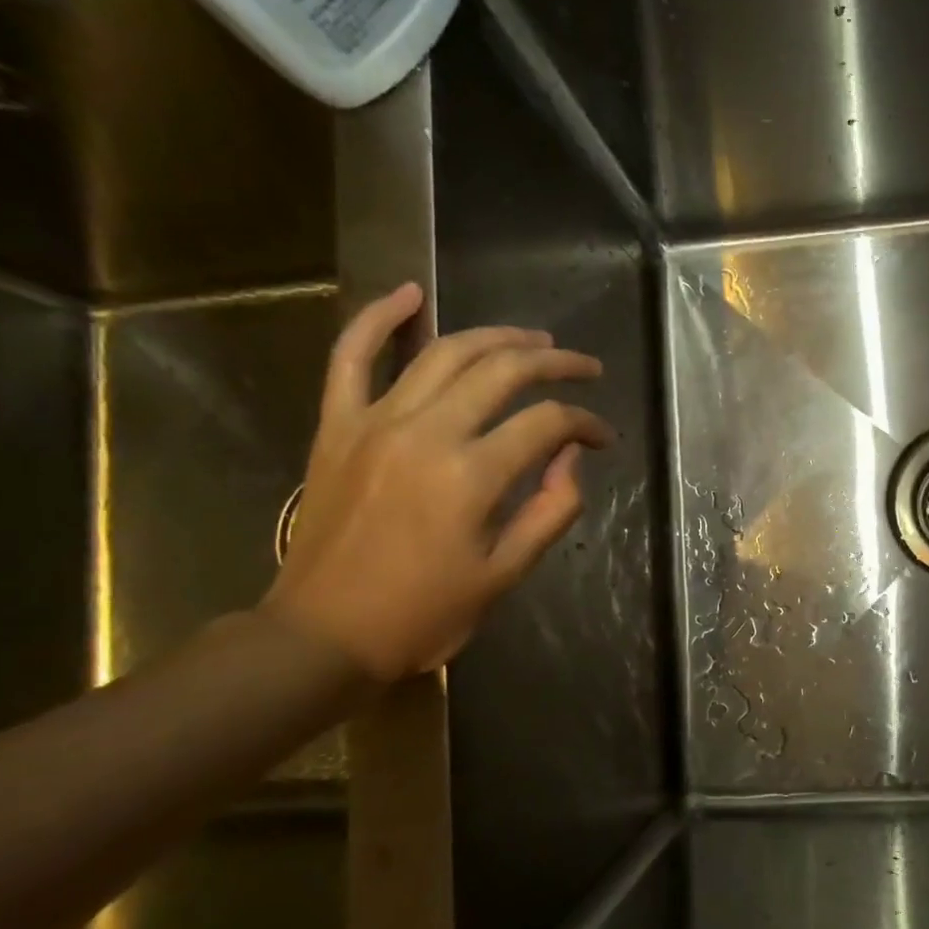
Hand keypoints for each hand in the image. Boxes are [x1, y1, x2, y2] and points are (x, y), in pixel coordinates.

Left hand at [262, 283, 615, 680]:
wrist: (323, 635)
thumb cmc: (423, 614)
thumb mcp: (505, 574)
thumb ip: (550, 511)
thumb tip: (571, 457)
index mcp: (472, 476)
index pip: (547, 424)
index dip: (586, 423)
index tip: (604, 437)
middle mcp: (427, 432)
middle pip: (503, 371)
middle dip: (554, 364)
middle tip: (584, 368)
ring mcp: (375, 422)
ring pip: (443, 352)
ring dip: (495, 336)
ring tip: (532, 339)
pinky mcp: (337, 426)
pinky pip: (350, 357)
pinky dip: (378, 319)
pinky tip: (408, 293)